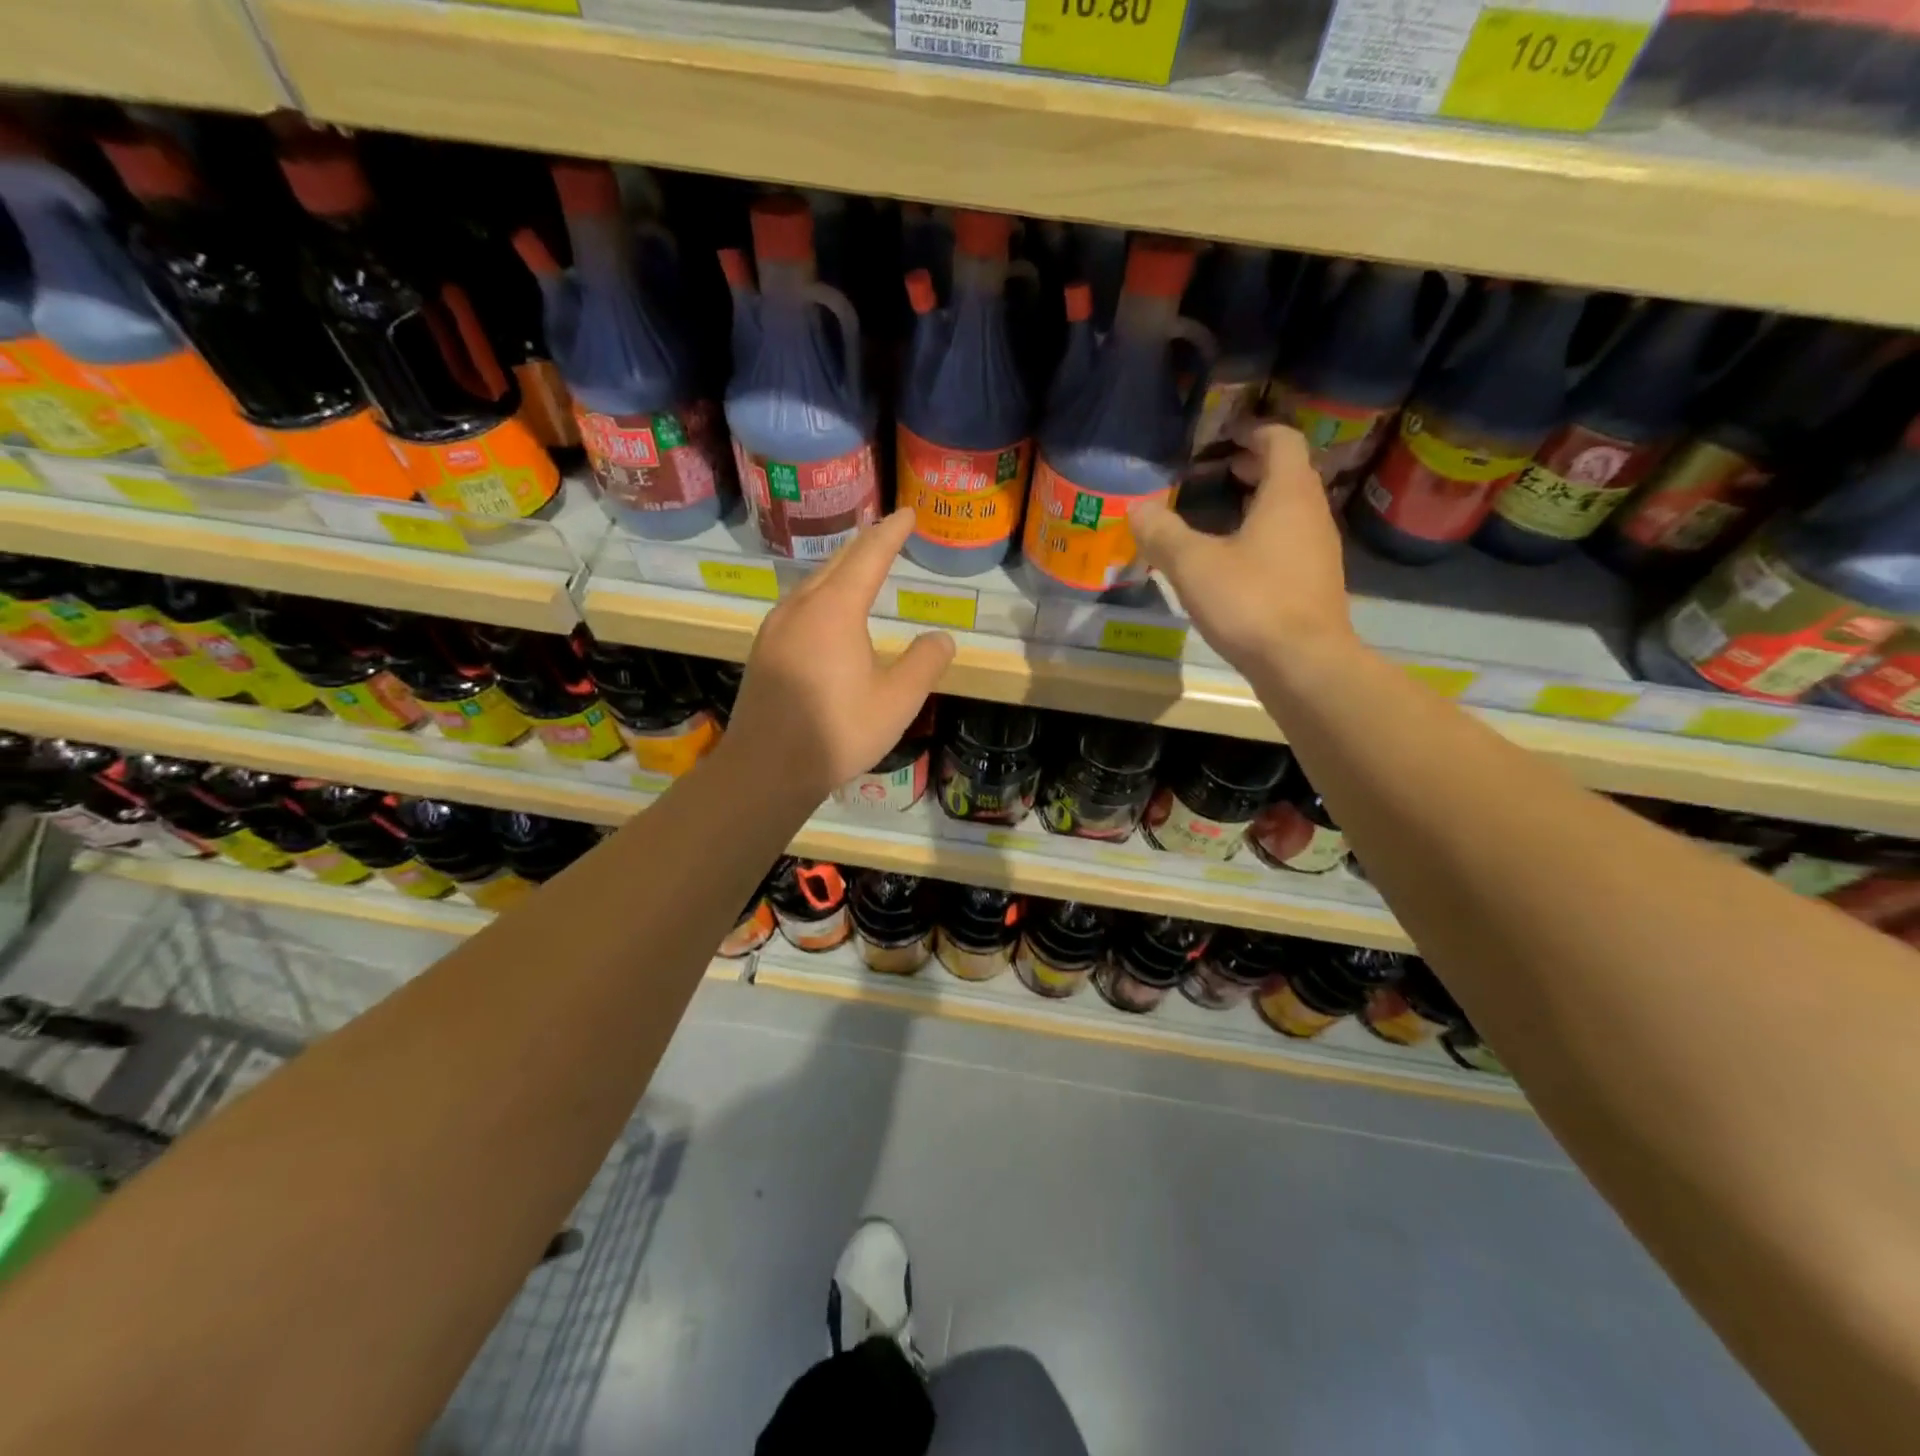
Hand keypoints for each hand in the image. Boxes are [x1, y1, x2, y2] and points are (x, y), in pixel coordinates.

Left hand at [722, 508, 956, 803]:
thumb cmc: (837, 732)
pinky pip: (799, 606)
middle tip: (887, 532)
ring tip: (860, 567)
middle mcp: (800, 607)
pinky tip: (826, 613)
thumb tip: (941, 637)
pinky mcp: (764, 650)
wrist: (765, 769)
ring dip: (840, 570)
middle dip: (865, 545)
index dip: (891, 532)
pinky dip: (822, 595)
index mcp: (835, 610)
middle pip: (837, 563)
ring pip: (813, 584)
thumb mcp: (896, 701)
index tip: (908, 514)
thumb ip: (924, 663)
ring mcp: (775, 628)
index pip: (869, 556)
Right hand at [1133, 423, 1354, 674]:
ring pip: (1290, 511)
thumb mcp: (1192, 565)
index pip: (1282, 440)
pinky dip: (1264, 536)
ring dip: (1258, 504)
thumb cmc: (1250, 601)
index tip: (1224, 437)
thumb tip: (1137, 509)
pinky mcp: (1314, 584)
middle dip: (1254, 467)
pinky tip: (1234, 563)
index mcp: (1288, 494)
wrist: (1303, 664)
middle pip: (1289, 474)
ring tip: (1220, 515)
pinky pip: (1290, 543)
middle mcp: (1312, 514)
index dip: (1254, 431)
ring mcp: (1318, 551)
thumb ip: (1162, 533)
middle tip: (1216, 472)